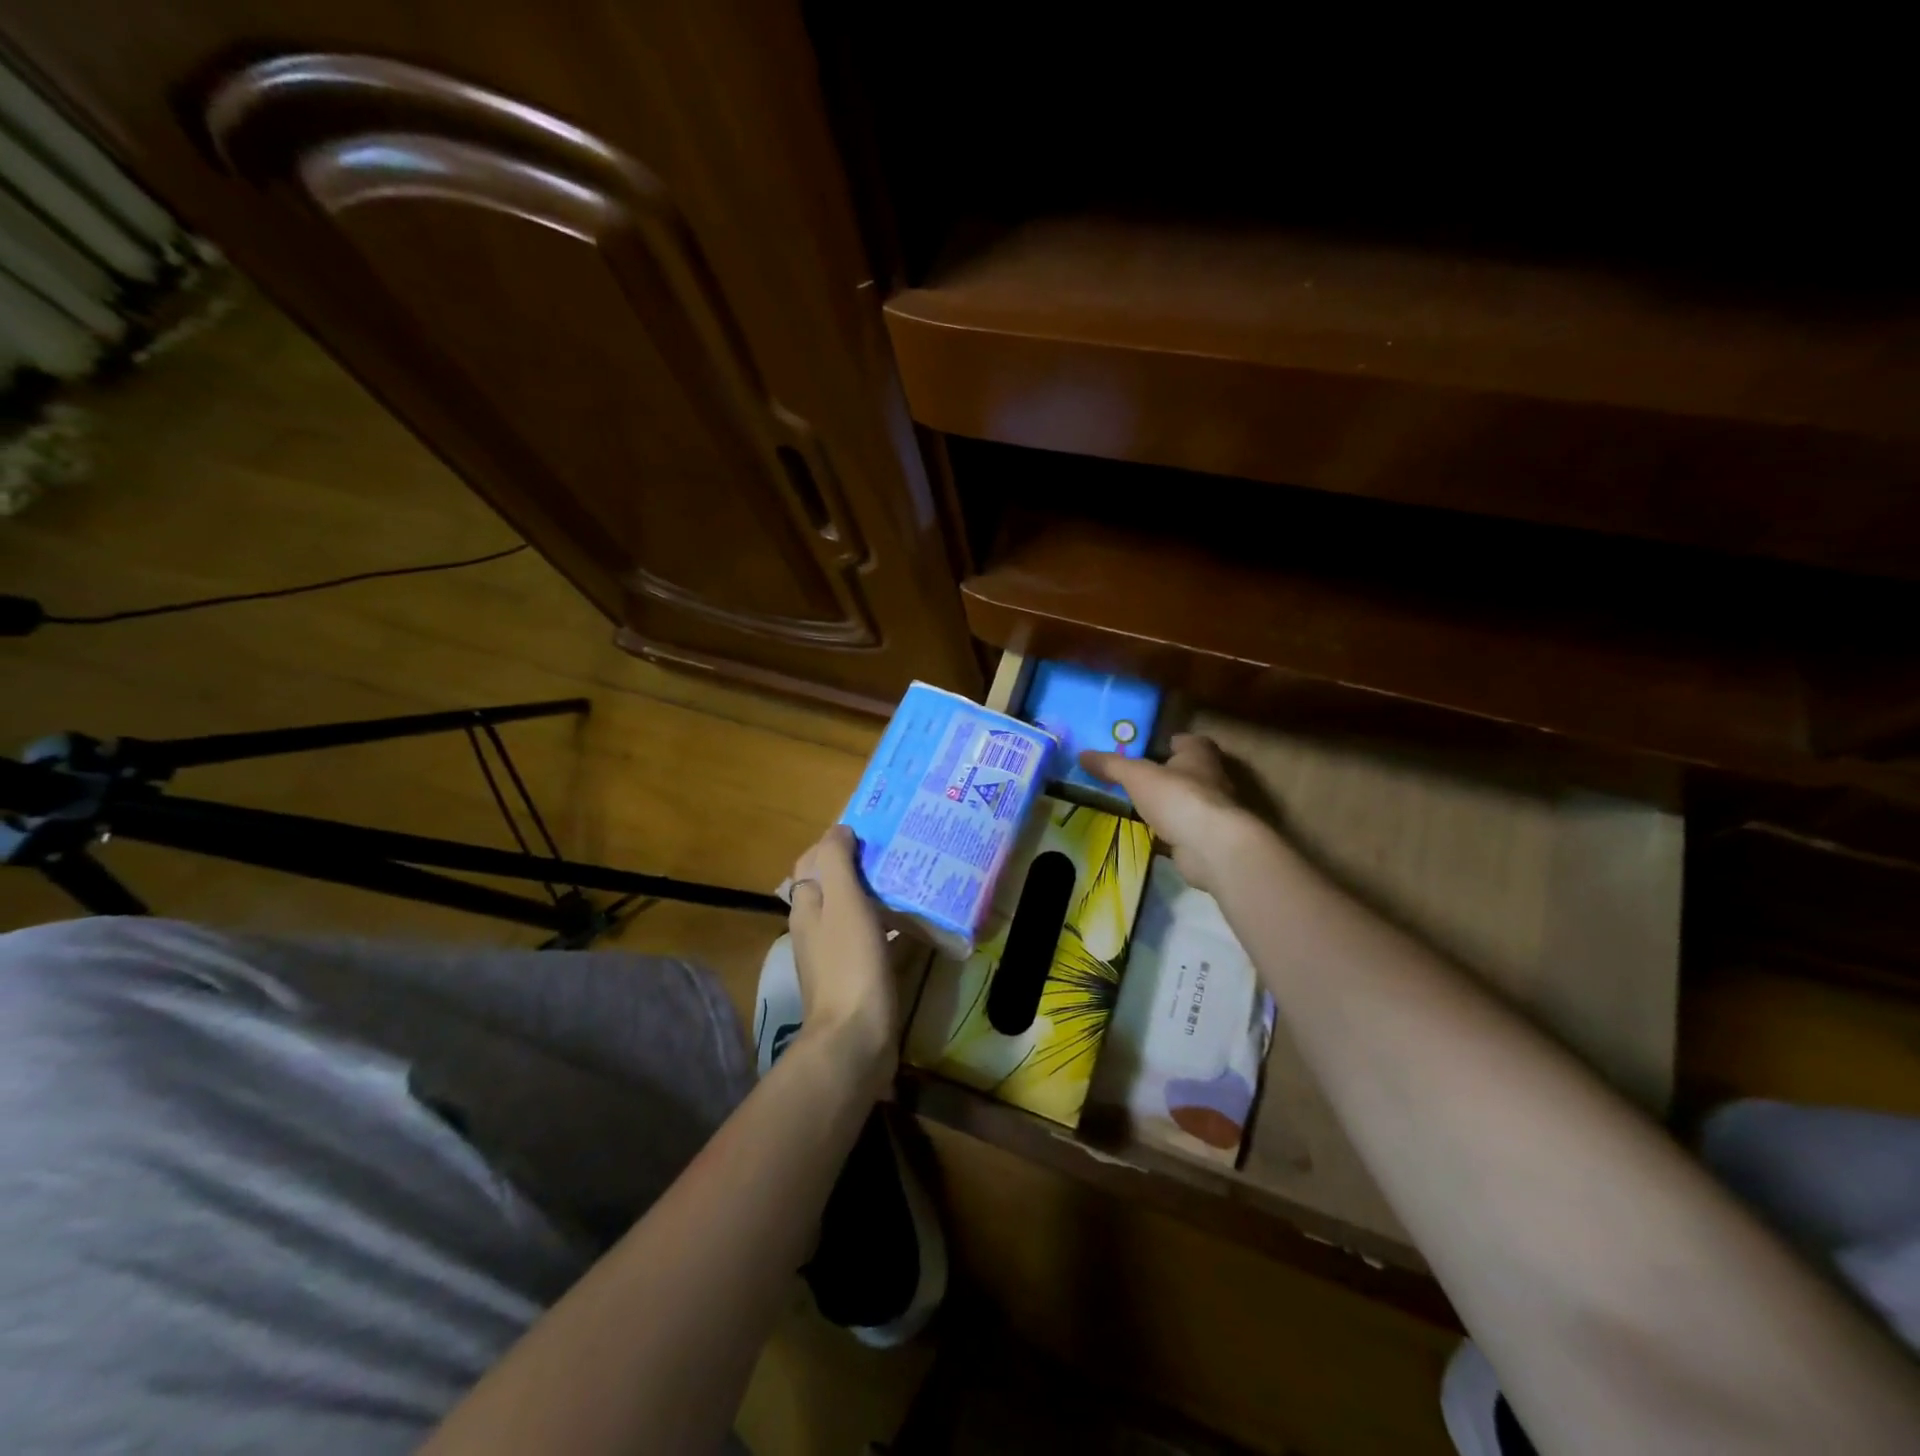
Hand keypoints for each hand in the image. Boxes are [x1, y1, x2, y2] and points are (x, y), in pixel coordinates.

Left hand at [787, 826, 897, 1084]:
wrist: (856, 1039)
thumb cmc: (850, 964)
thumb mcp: (843, 902)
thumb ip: (836, 862)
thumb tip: (839, 830)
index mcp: (808, 906)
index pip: (813, 861)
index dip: (837, 841)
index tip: (873, 829)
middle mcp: (816, 928)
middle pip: (835, 885)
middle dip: (861, 865)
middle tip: (899, 850)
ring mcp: (836, 955)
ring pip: (855, 912)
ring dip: (878, 894)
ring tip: (913, 878)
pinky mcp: (858, 977)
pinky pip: (874, 939)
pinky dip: (890, 926)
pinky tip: (916, 923)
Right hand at [1080, 734, 1261, 893]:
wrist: (1212, 847)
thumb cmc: (1178, 798)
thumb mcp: (1136, 776)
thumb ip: (1111, 765)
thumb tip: (1082, 754)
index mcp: (1199, 755)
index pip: (1189, 741)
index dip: (1171, 742)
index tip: (1149, 748)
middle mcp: (1212, 778)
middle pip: (1187, 770)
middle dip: (1166, 773)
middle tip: (1136, 776)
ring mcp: (1212, 811)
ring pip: (1185, 800)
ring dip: (1167, 802)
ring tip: (1136, 804)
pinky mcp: (1207, 838)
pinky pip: (1183, 827)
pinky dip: (1169, 828)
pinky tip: (1148, 832)